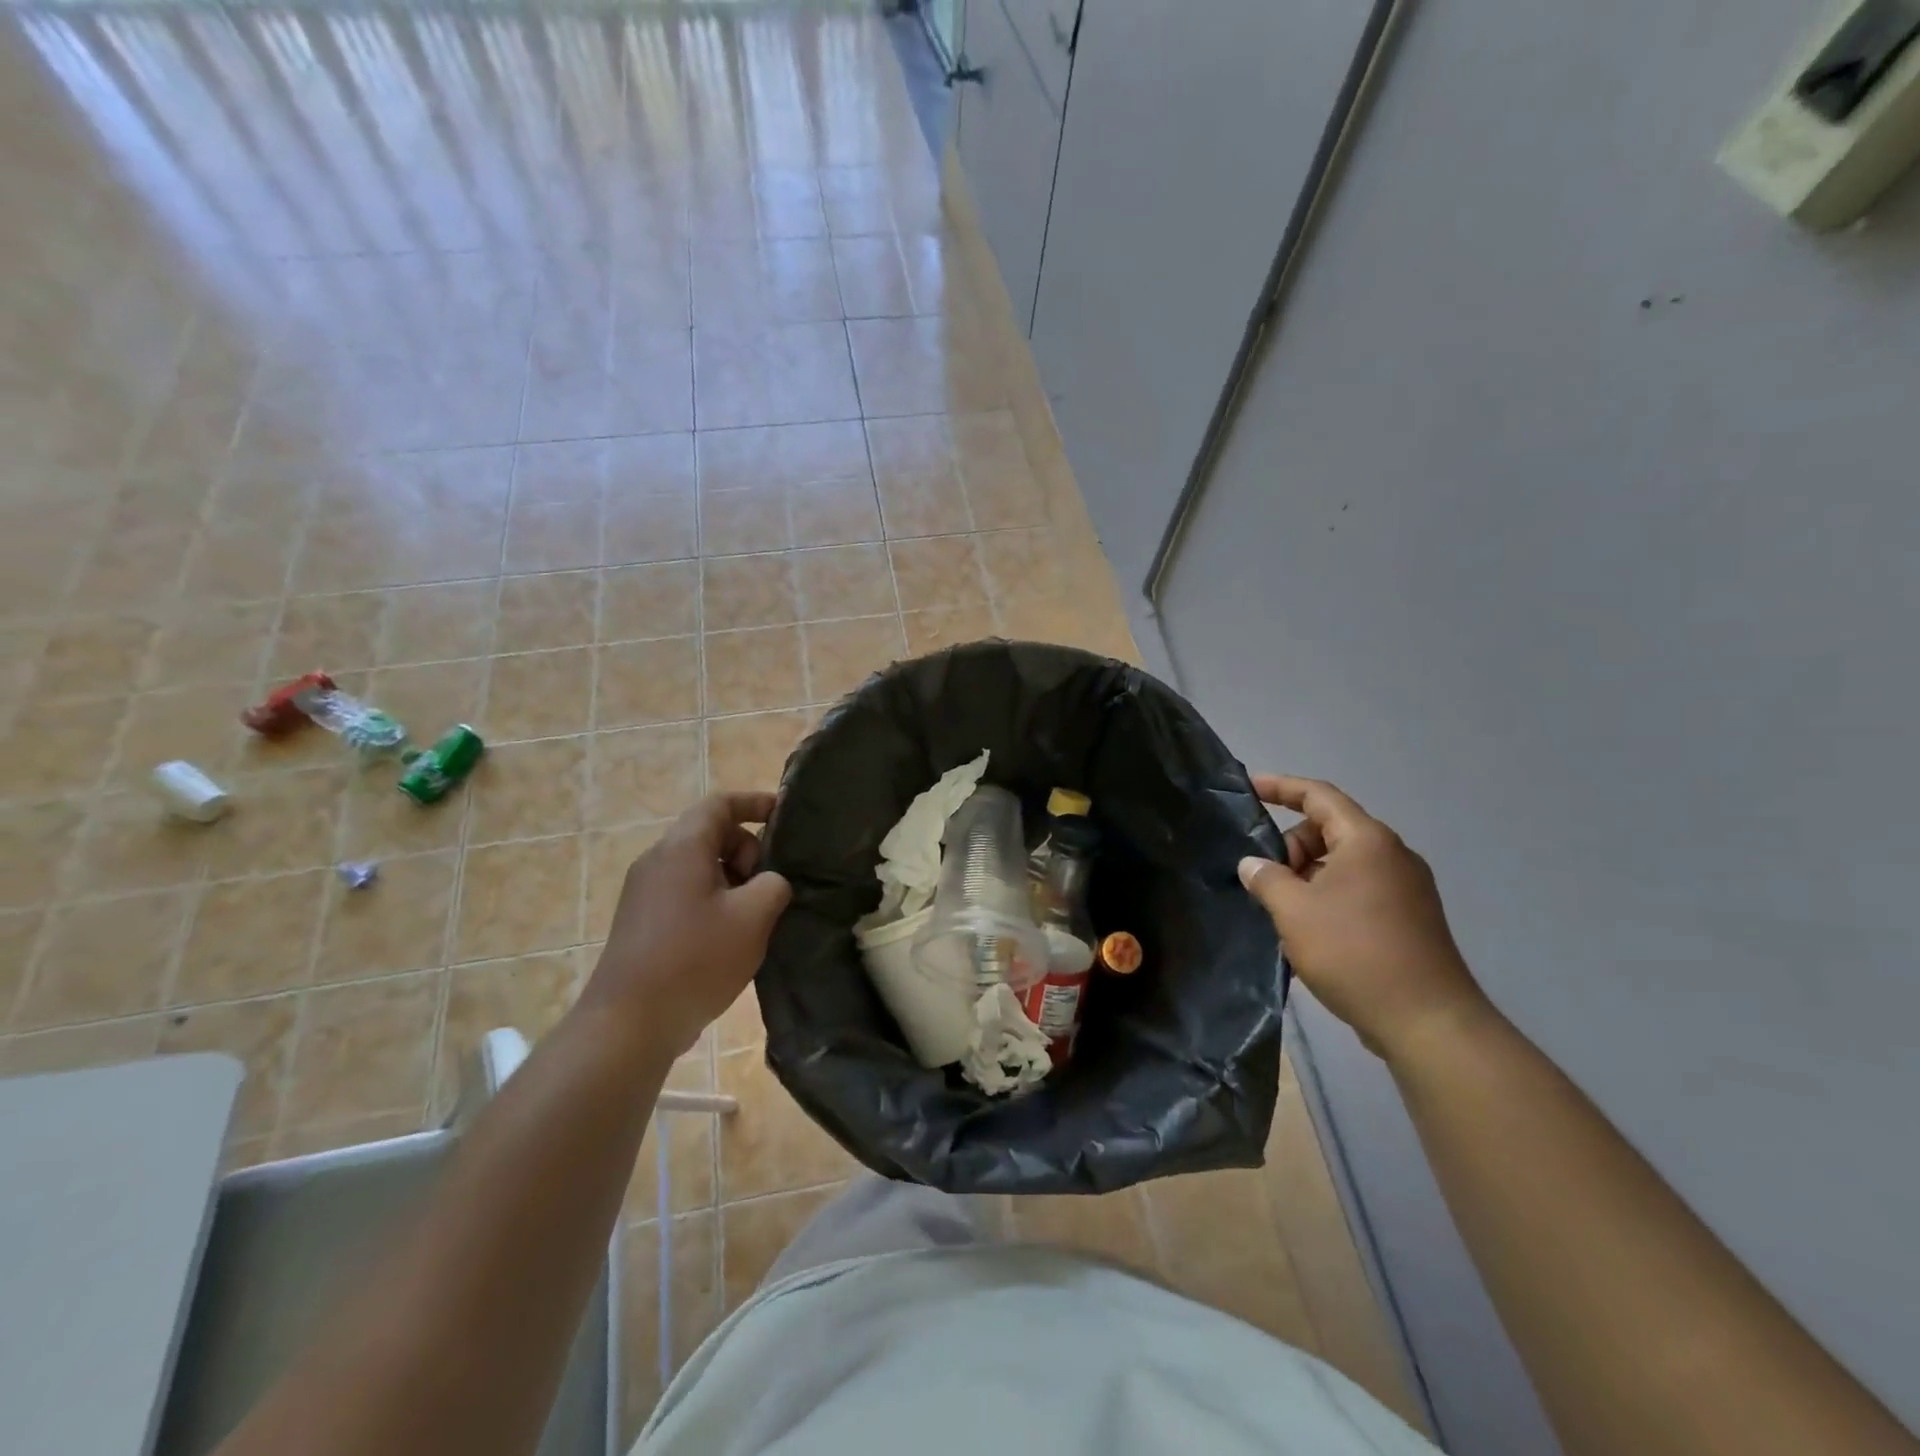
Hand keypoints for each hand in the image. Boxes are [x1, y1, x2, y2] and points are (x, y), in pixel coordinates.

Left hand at [580, 792, 791, 1057]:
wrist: (629, 1024)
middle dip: (747, 851)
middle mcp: (657, 861)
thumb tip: (770, 883)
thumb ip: (774, 885)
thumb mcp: (753, 917)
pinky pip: (685, 894)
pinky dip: (713, 901)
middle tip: (768, 886)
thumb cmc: (696, 959)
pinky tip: (729, 938)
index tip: (783, 815)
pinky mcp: (641, 923)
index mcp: (682, 848)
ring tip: (753, 917)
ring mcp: (644, 894)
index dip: (754, 802)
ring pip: (699, 867)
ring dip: (732, 880)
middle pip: (709, 835)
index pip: (719, 804)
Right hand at [1238, 775, 1488, 1061]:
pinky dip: (1327, 899)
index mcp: (1367, 841)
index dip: (1280, 787)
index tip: (1249, 787)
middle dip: (1290, 847)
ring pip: (1341, 864)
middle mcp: (1391, 856)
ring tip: (1281, 913)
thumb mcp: (1293, 911)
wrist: (1427, 1021)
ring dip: (1306, 878)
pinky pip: (1357, 891)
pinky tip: (1307, 933)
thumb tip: (1252, 864)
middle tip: (1264, 881)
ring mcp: (1405, 888)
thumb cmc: (1354, 952)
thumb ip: (1266, 878)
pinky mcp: (1408, 918)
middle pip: (1328, 831)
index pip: (1318, 795)